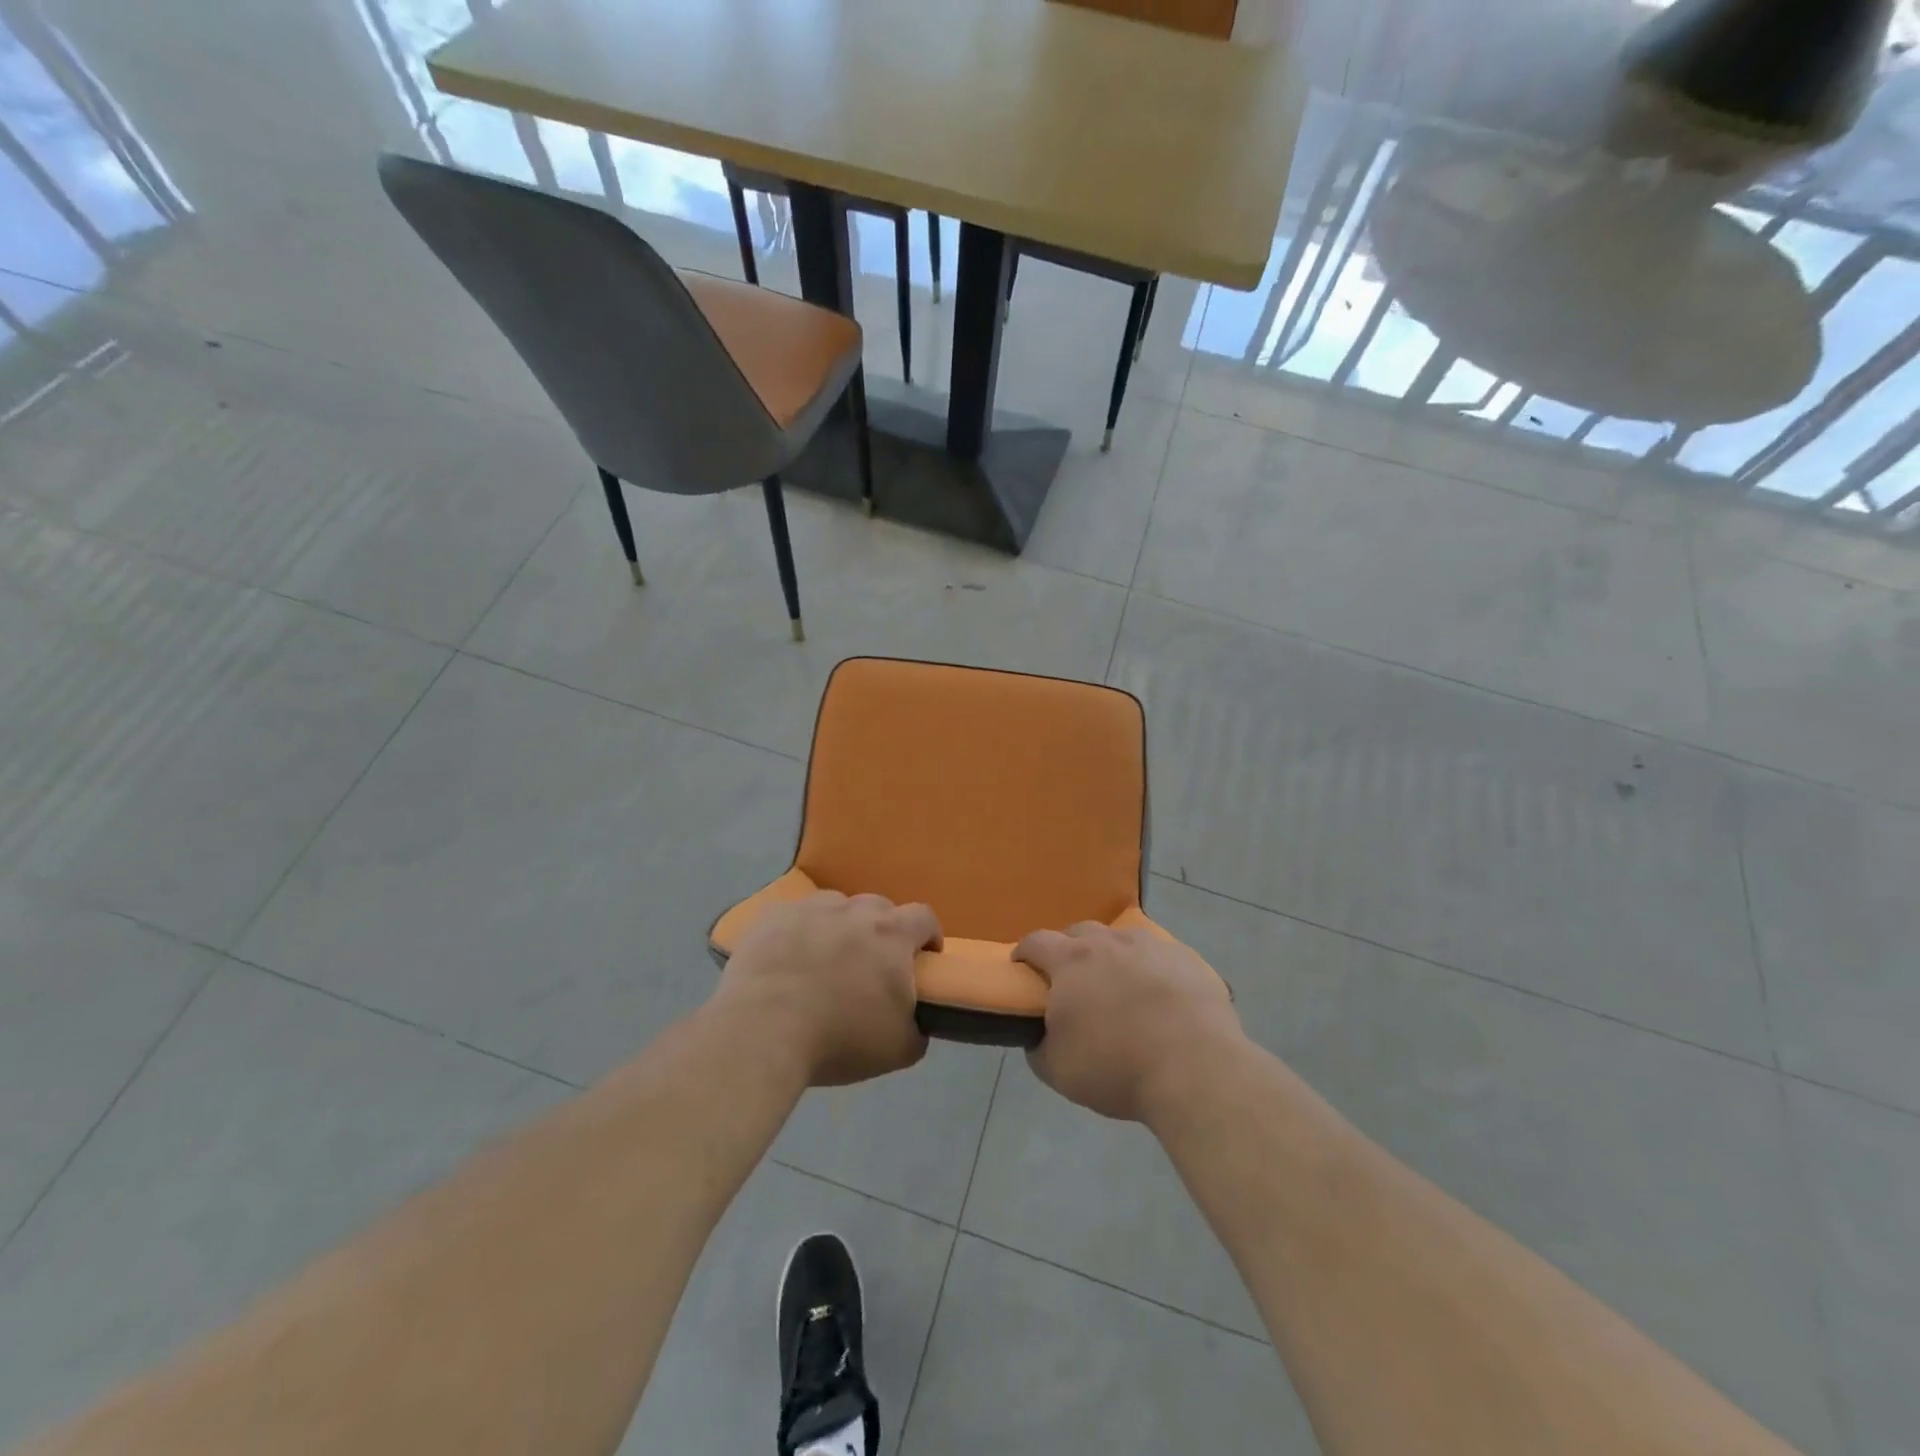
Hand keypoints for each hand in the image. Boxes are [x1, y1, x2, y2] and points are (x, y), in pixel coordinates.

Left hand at [717, 891, 939, 1086]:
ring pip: (835, 907)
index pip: (924, 917)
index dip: (928, 935)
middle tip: (871, 965)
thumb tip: (917, 1021)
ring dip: (839, 927)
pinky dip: (798, 932)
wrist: (761, 1033)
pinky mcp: (772, 917)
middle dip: (882, 931)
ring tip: (825, 959)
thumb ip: (918, 1028)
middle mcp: (853, 911)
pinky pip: (794, 916)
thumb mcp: (899, 1050)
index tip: (924, 958)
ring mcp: (809, 909)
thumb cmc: (838, 1040)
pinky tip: (787, 959)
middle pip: (878, 908)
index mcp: (891, 935)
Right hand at [1015, 922, 1240, 1122]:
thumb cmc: (1117, 1067)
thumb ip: (1038, 1045)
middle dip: (1068, 950)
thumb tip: (1039, 1033)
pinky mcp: (1187, 959)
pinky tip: (1159, 998)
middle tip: (1071, 981)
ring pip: (1121, 940)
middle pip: (1079, 932)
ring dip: (1111, 956)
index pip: (1036, 941)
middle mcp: (1109, 942)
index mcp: (1072, 961)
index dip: (1024, 952)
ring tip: (1118, 988)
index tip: (1022, 968)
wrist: (1196, 1069)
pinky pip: (1159, 956)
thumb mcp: (1058, 1070)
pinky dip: (1150, 969)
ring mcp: (1151, 946)